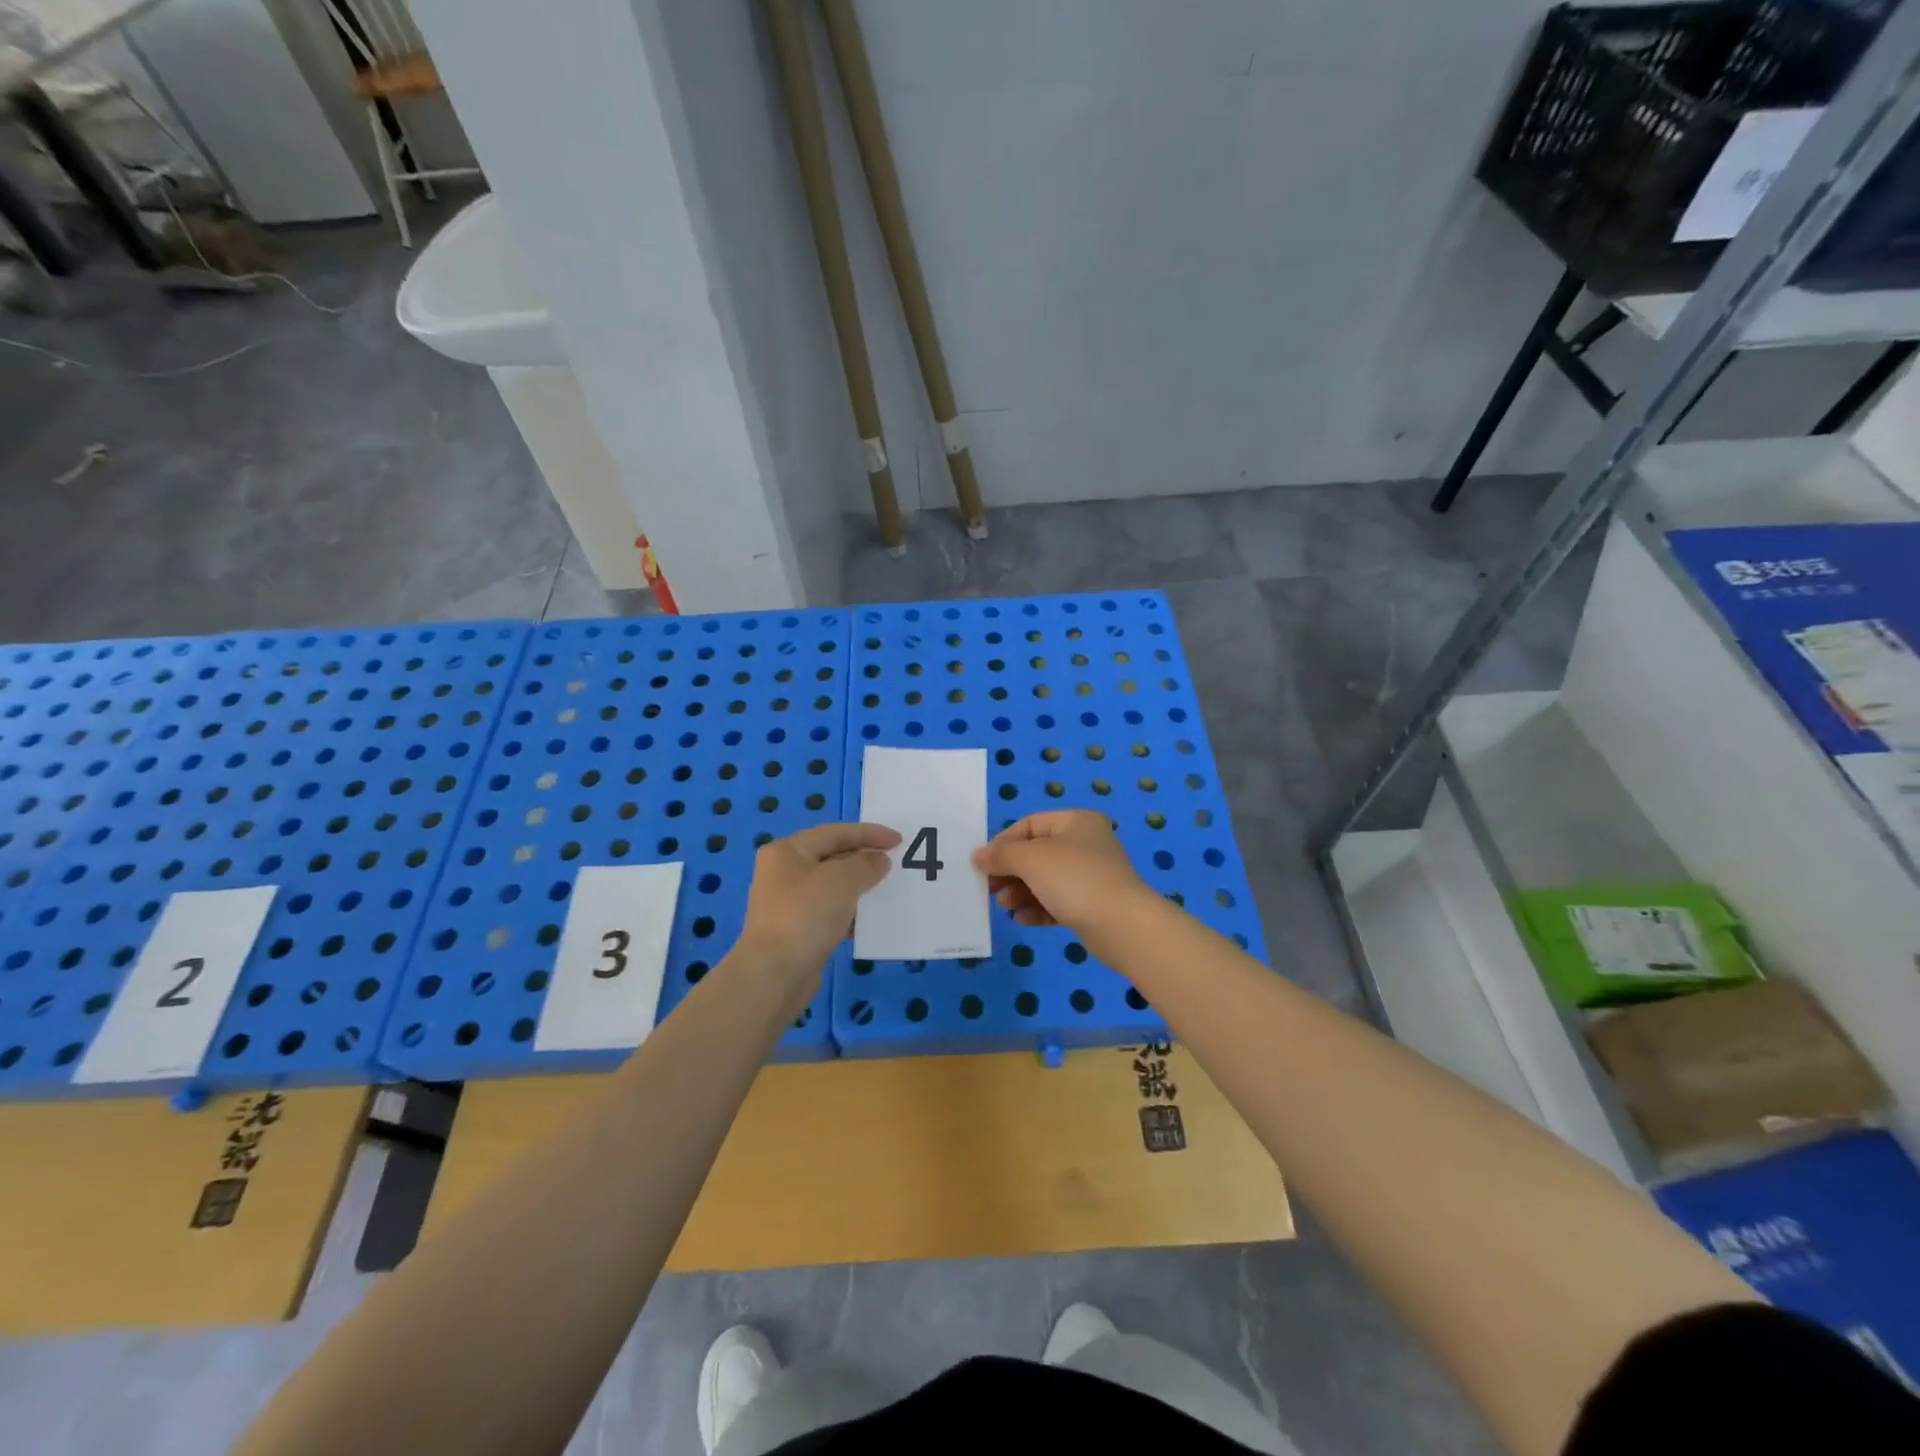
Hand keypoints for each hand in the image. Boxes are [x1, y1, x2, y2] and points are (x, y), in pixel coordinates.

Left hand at [736, 823, 898, 1000]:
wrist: (775, 975)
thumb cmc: (806, 915)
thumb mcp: (841, 880)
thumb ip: (865, 864)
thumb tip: (878, 861)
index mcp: (787, 851)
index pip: (834, 833)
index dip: (868, 833)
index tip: (899, 840)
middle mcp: (784, 872)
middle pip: (832, 857)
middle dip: (864, 858)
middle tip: (895, 863)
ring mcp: (789, 903)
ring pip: (833, 886)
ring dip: (860, 886)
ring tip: (888, 889)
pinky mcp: (798, 930)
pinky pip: (831, 911)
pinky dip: (851, 910)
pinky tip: (871, 918)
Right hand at [971, 810, 1149, 934]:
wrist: (1122, 925)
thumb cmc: (1074, 879)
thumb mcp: (1031, 859)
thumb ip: (1001, 855)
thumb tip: (978, 856)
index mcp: (1076, 821)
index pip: (1030, 824)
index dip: (1003, 843)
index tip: (983, 864)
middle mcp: (1086, 843)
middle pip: (1037, 853)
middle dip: (1011, 871)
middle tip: (991, 889)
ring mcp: (1092, 875)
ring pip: (1046, 880)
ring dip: (1021, 892)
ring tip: (1005, 905)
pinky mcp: (1093, 905)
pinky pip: (1058, 902)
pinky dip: (1038, 908)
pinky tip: (1022, 919)